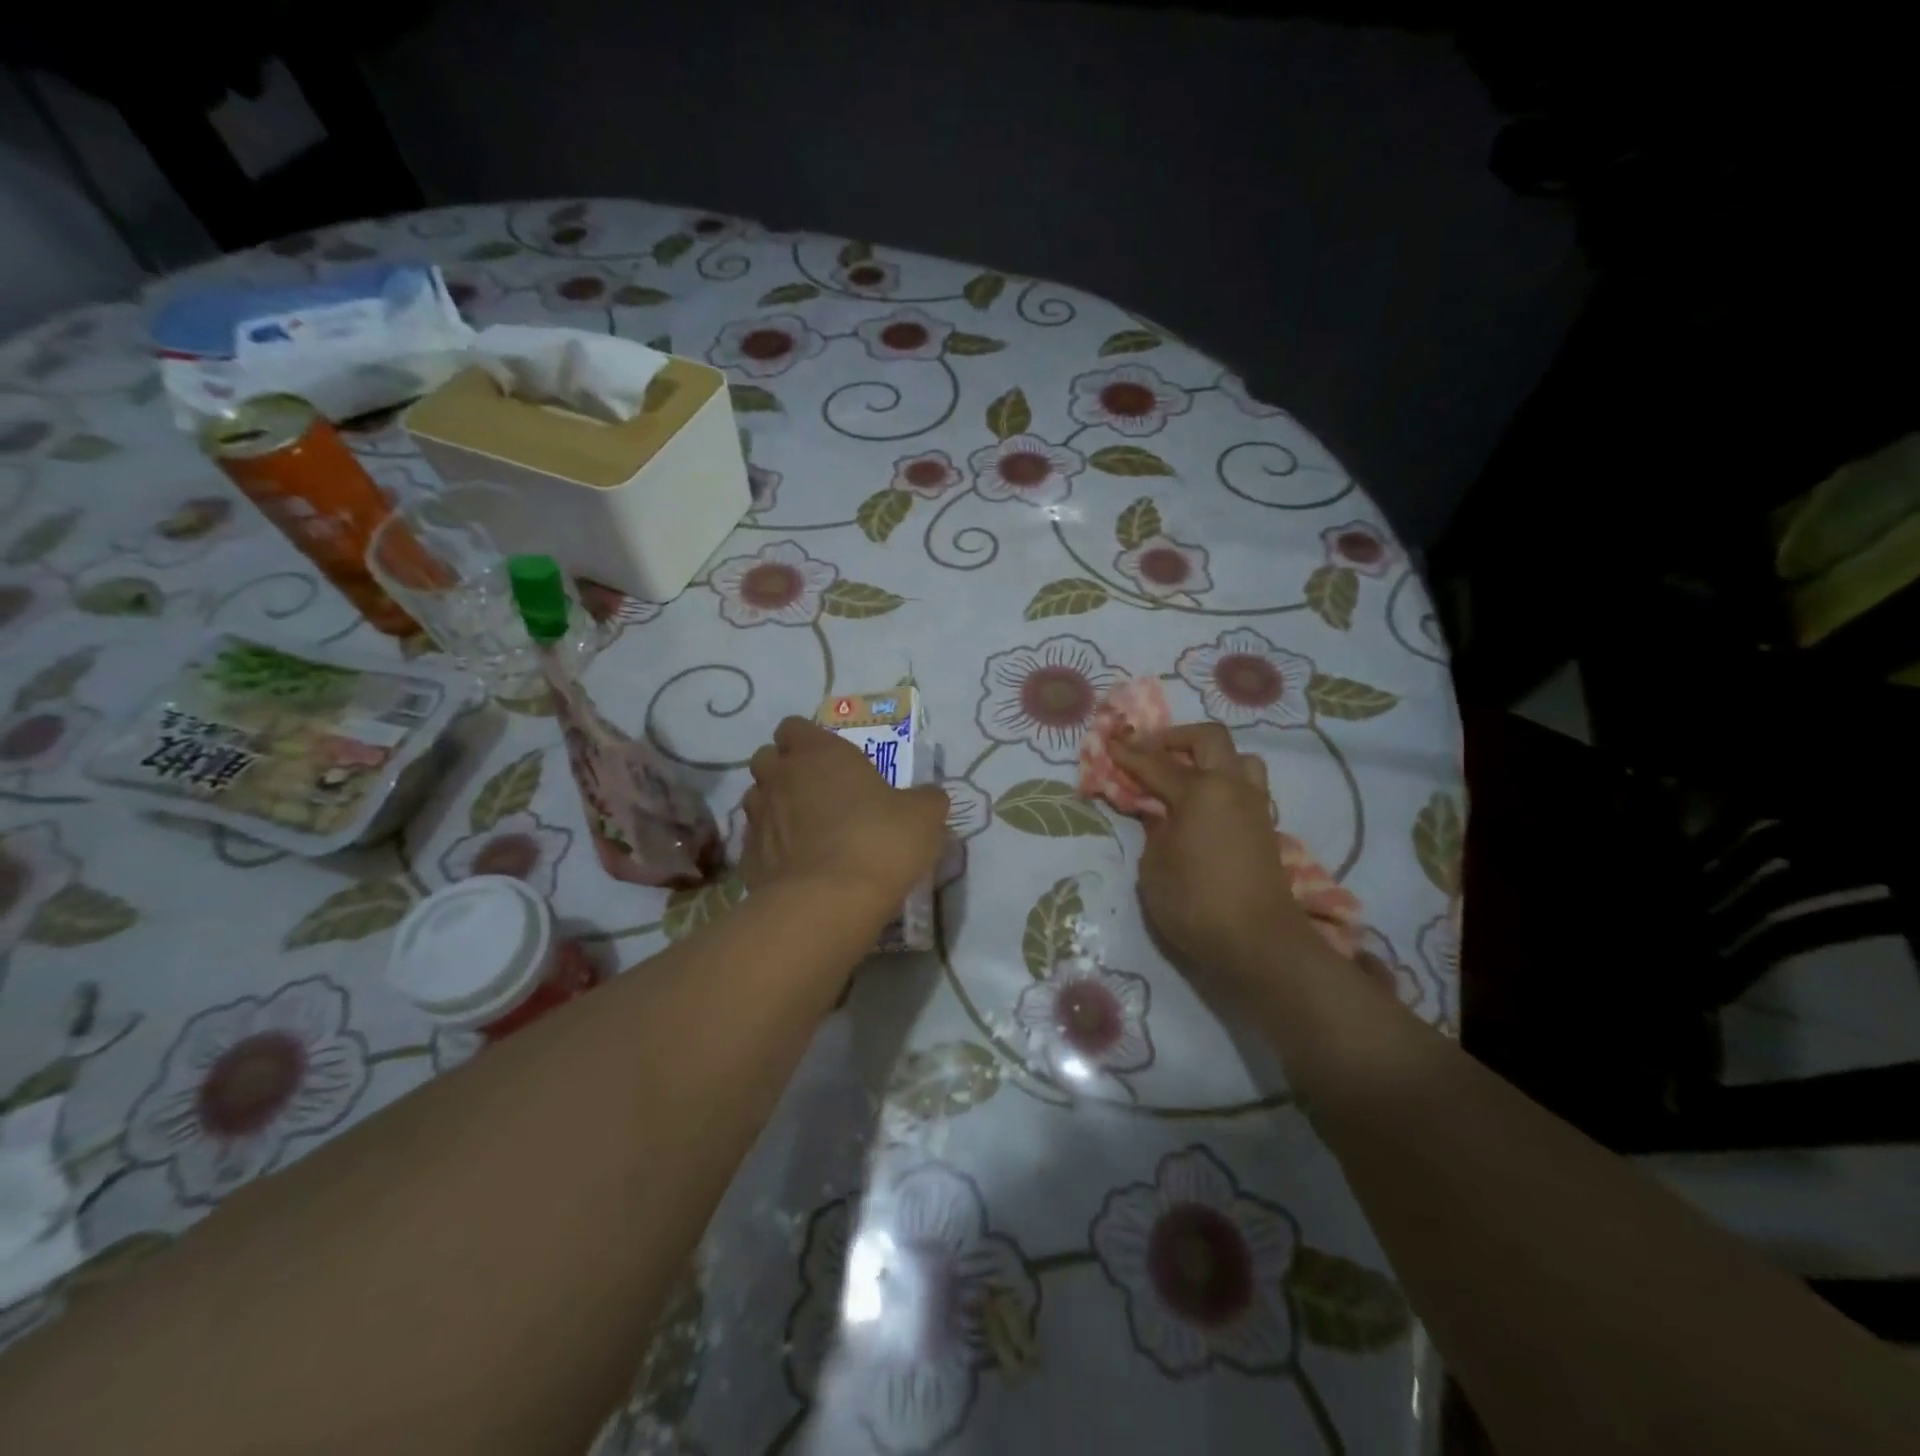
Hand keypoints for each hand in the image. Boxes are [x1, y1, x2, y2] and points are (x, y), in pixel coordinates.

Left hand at [742, 717, 948, 910]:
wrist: (828, 903)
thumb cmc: (879, 842)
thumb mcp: (923, 816)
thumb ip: (924, 799)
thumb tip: (927, 797)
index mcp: (818, 753)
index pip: (794, 727)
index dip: (809, 740)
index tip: (831, 760)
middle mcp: (780, 777)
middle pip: (767, 758)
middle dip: (785, 769)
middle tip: (816, 791)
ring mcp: (757, 818)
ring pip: (757, 798)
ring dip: (775, 807)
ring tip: (804, 830)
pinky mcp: (747, 859)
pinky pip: (756, 843)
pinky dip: (771, 849)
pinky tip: (795, 866)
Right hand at [1110, 724, 1329, 989]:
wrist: (1258, 942)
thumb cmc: (1195, 903)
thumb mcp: (1154, 866)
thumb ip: (1153, 830)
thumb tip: (1158, 814)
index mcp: (1200, 791)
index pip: (1156, 763)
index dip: (1128, 754)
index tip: (1109, 743)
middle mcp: (1232, 787)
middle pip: (1208, 739)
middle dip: (1175, 738)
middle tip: (1150, 752)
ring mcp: (1254, 805)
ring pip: (1239, 758)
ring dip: (1209, 756)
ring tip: (1184, 774)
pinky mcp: (1265, 826)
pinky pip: (1246, 785)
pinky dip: (1223, 781)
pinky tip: (1204, 804)